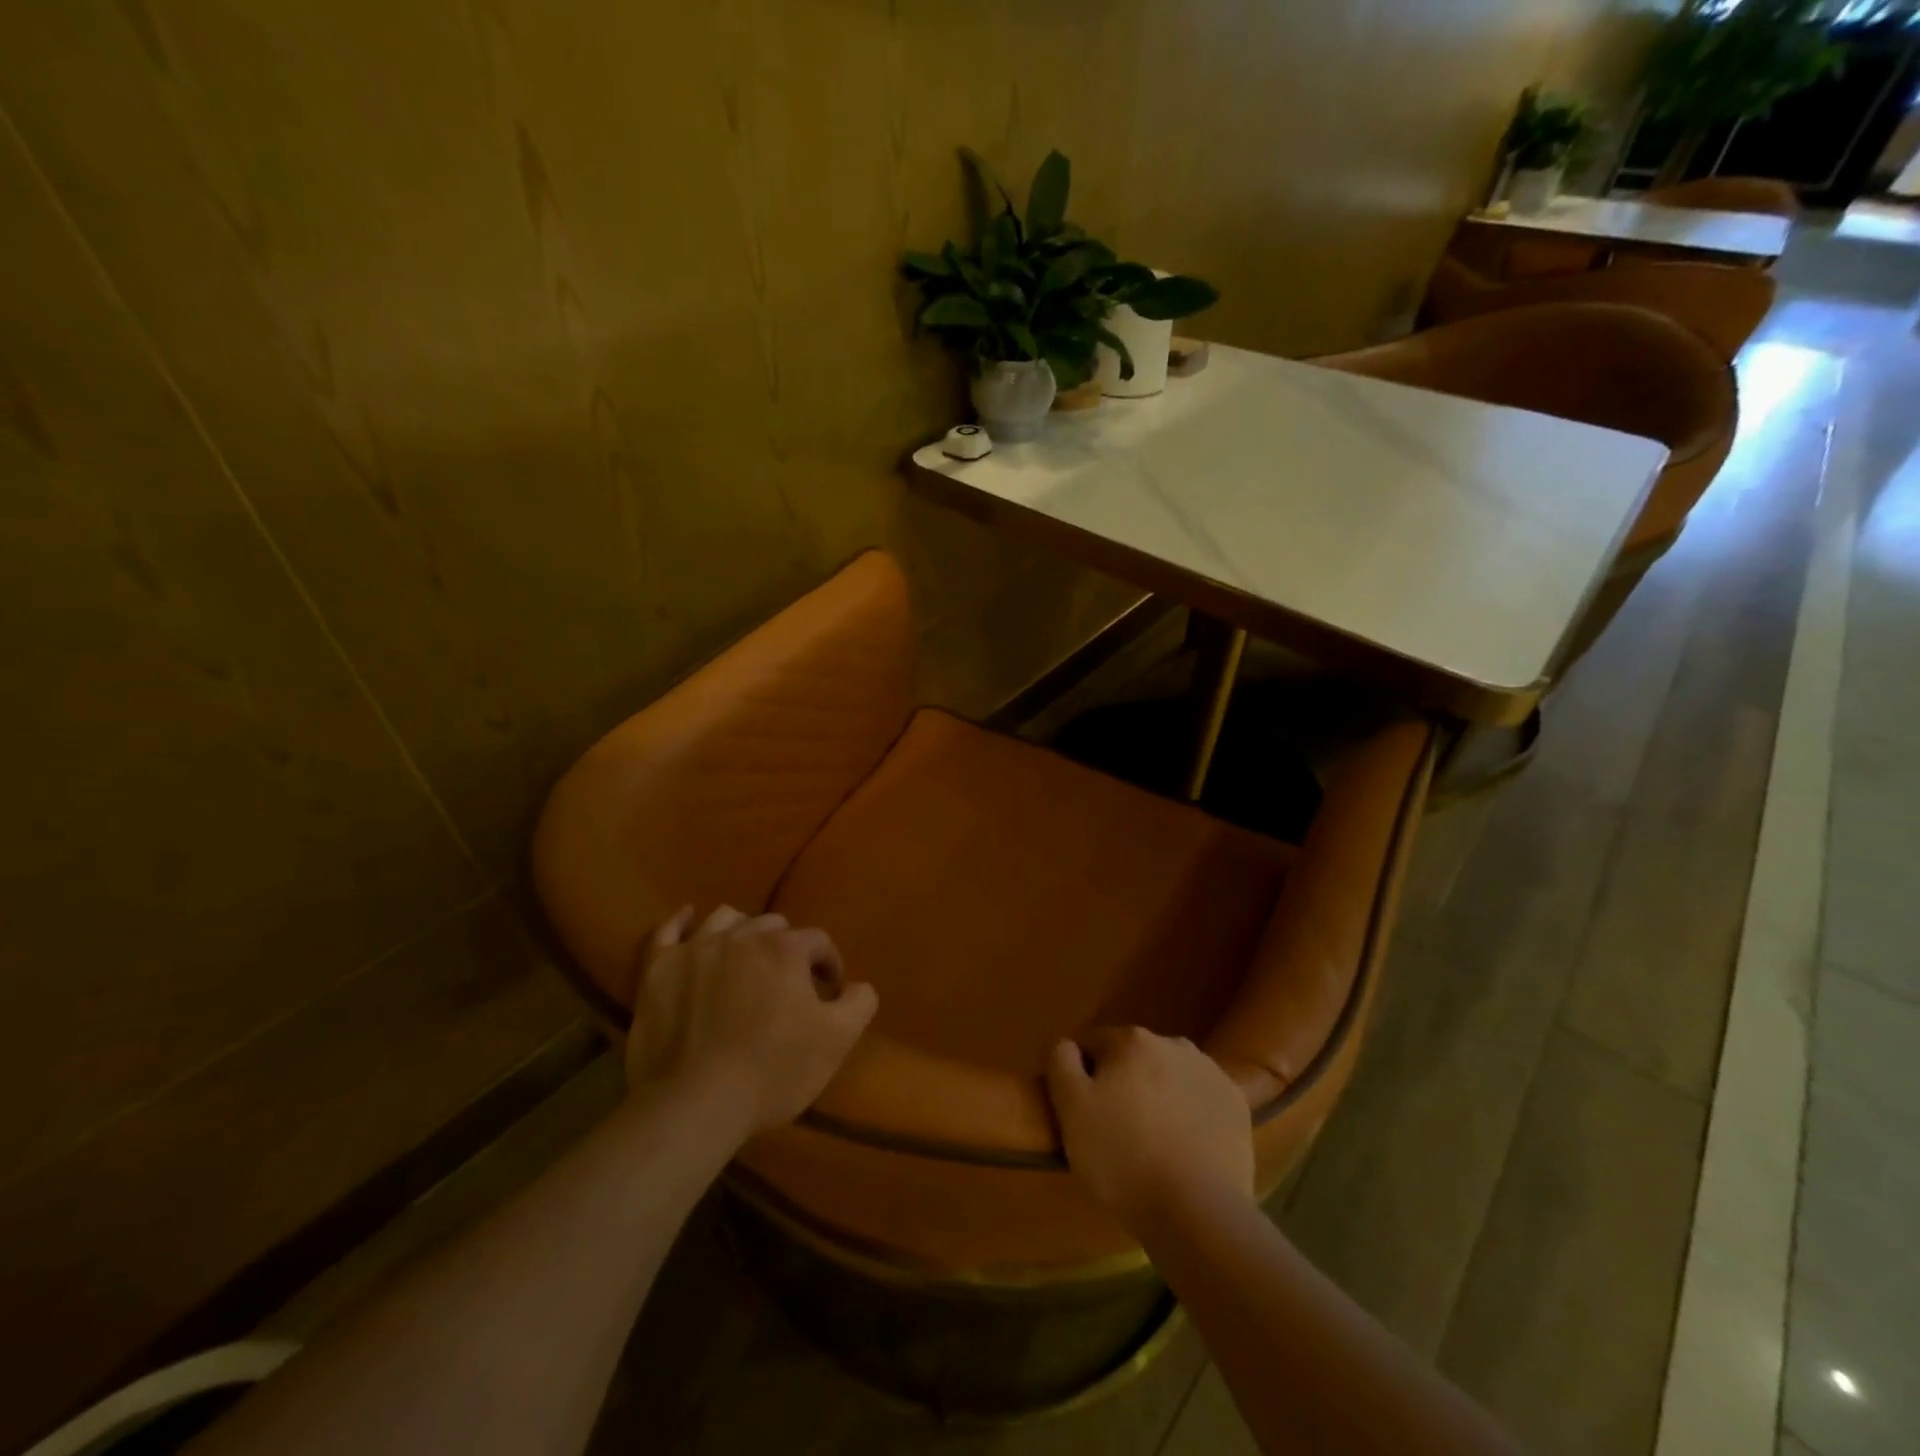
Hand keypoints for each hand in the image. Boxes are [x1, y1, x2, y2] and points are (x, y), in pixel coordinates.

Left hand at [626, 906, 877, 1136]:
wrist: (695, 1103)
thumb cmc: (772, 1071)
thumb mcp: (836, 1041)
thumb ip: (859, 1003)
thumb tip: (859, 985)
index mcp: (785, 949)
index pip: (817, 941)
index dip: (828, 964)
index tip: (828, 993)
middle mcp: (741, 936)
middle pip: (772, 927)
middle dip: (785, 949)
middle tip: (786, 984)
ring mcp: (695, 949)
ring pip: (725, 920)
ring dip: (741, 932)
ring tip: (744, 958)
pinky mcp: (658, 969)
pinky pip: (667, 930)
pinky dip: (680, 922)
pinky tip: (687, 919)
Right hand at [1046, 1027, 1253, 1227]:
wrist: (1197, 1212)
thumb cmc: (1122, 1158)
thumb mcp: (1071, 1109)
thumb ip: (1061, 1061)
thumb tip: (1068, 1044)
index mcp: (1131, 1039)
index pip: (1091, 1044)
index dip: (1081, 1076)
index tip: (1082, 1112)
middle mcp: (1173, 1043)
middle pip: (1132, 1056)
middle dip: (1121, 1081)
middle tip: (1115, 1128)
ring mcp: (1210, 1071)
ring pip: (1167, 1074)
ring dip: (1156, 1093)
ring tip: (1151, 1139)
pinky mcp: (1236, 1103)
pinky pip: (1198, 1097)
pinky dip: (1188, 1111)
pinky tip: (1183, 1144)